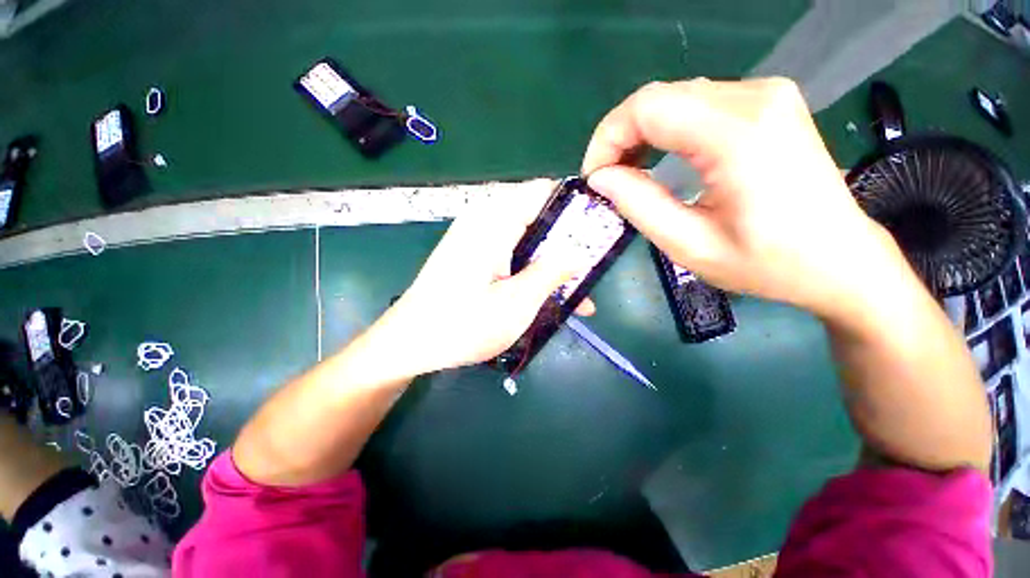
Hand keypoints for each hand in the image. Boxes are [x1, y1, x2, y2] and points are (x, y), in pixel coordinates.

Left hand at [372, 180, 590, 376]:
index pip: (542, 192)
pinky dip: (532, 274)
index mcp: (493, 222)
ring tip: (575, 296)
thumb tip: (579, 253)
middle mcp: (484, 222)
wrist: (408, 344)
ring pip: (528, 242)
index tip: (596, 232)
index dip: (572, 207)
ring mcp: (477, 241)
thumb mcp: (516, 302)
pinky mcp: (474, 259)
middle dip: (566, 245)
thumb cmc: (461, 325)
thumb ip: (551, 272)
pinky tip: (547, 299)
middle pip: (537, 219)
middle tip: (589, 271)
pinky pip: (512, 257)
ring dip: (551, 266)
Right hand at [582, 78, 908, 320]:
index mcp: (738, 134)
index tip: (594, 178)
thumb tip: (600, 178)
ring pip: (674, 98)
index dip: (607, 139)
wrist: (840, 259)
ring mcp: (765, 95)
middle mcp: (754, 97)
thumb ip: (639, 205)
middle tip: (607, 181)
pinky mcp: (767, 103)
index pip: (647, 107)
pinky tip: (658, 159)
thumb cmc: (768, 263)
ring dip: (640, 135)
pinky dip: (665, 131)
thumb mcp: (690, 246)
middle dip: (620, 138)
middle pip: (658, 97)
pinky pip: (696, 104)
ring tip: (628, 173)